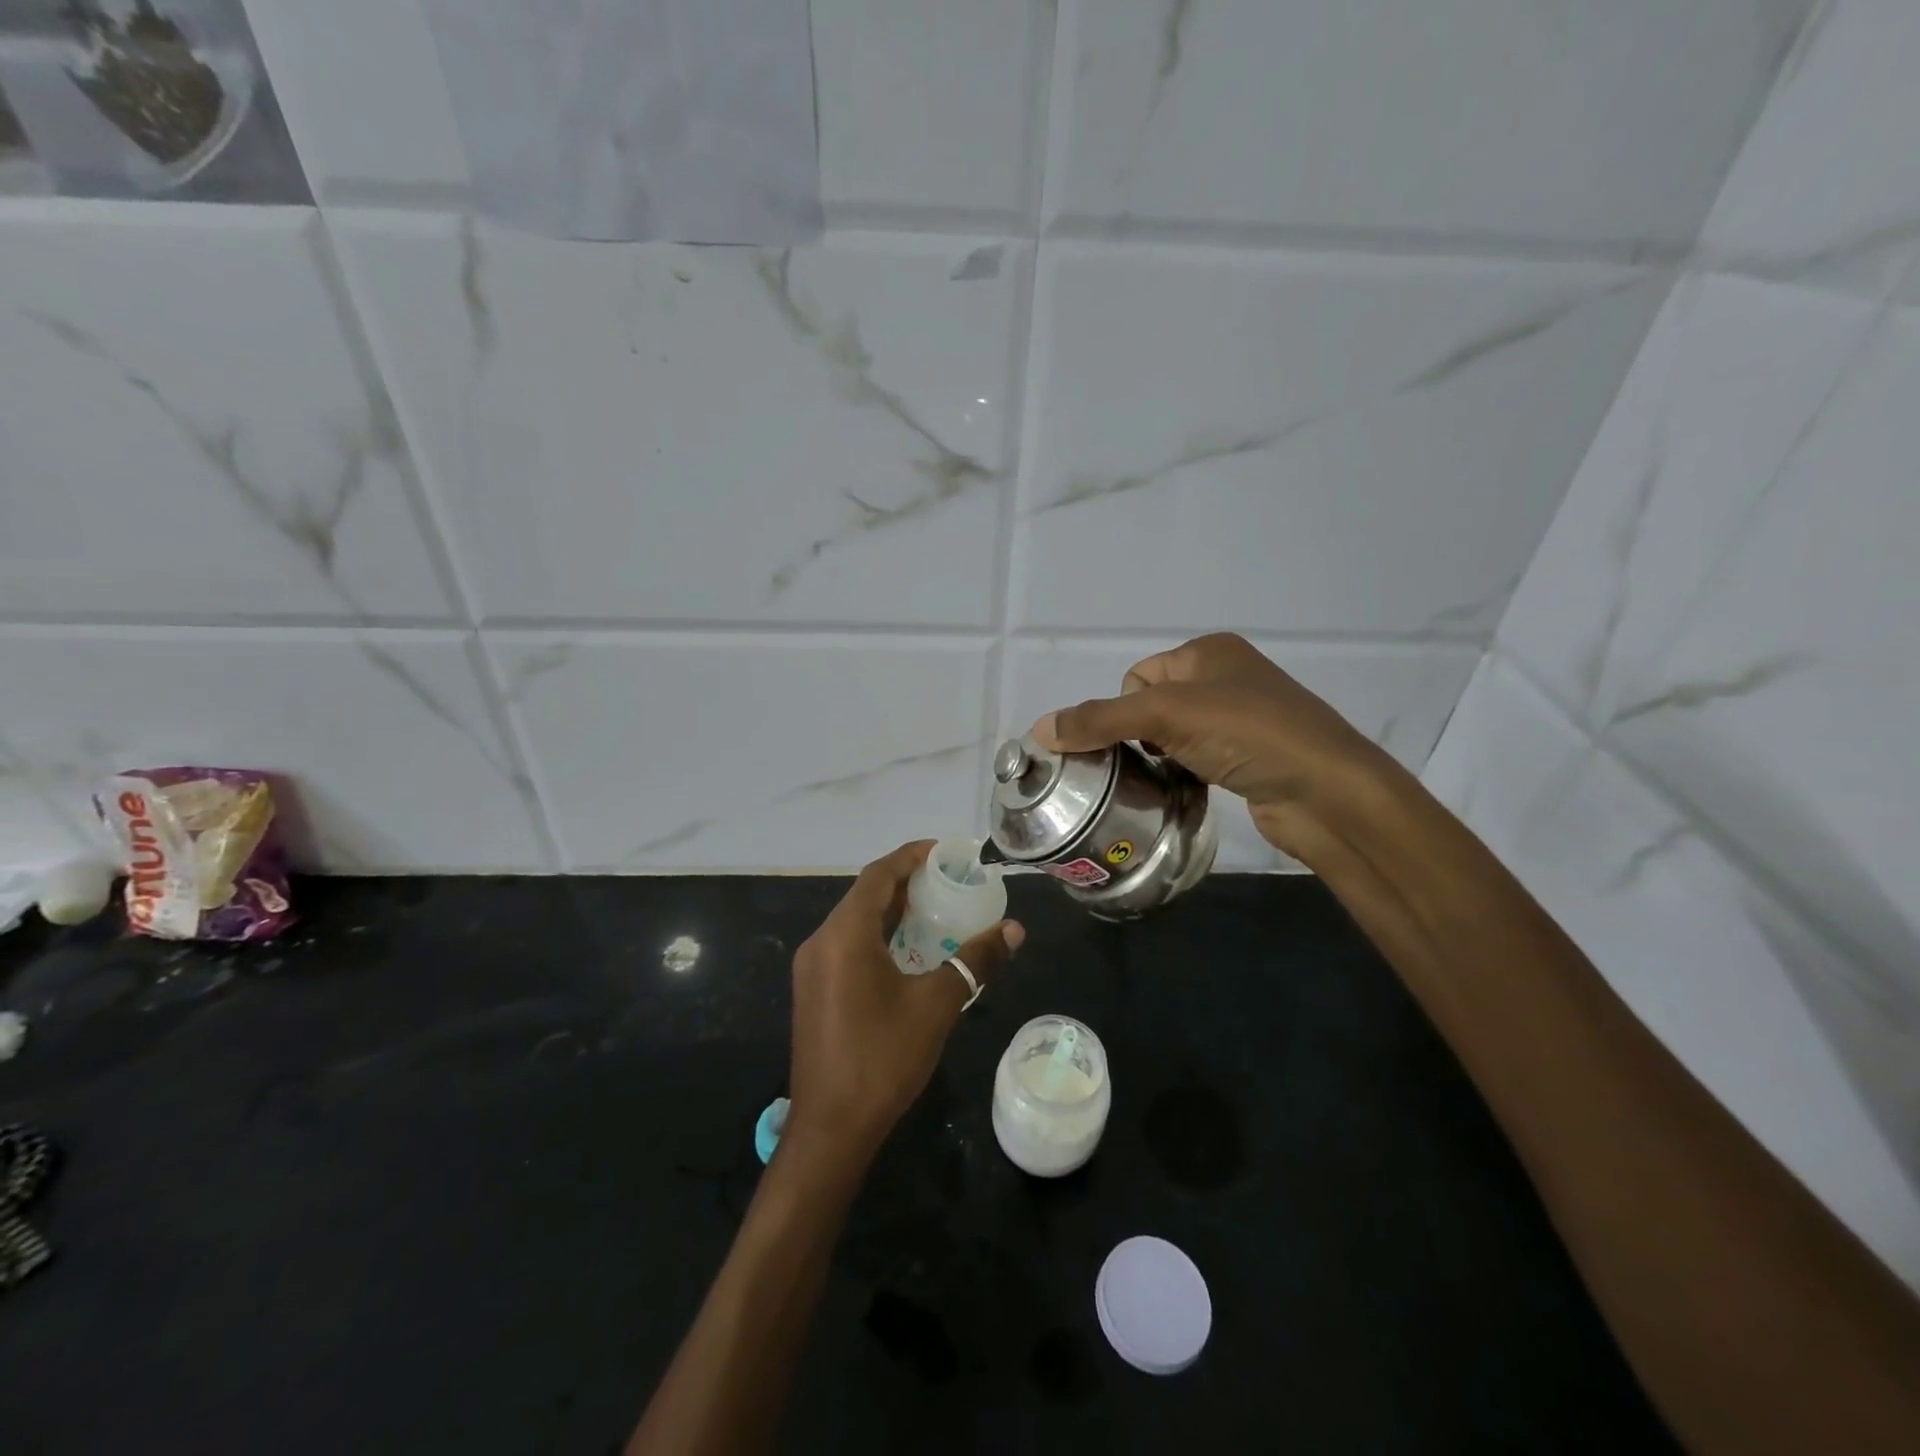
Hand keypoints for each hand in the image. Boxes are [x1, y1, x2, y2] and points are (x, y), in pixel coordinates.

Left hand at [783, 841, 1023, 1170]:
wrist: (830, 1129)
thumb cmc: (882, 1059)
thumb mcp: (936, 1005)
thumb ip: (974, 962)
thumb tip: (1014, 931)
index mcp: (844, 935)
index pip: (878, 876)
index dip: (910, 857)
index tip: (945, 852)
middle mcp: (821, 942)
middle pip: (865, 895)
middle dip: (906, 883)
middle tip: (949, 880)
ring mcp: (813, 968)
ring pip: (855, 921)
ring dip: (893, 911)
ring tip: (936, 909)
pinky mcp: (814, 990)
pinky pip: (848, 945)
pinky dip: (879, 935)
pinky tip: (909, 951)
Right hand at [1032, 633, 1385, 860]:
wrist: (1326, 791)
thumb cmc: (1247, 733)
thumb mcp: (1166, 715)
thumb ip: (1100, 720)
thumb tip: (1040, 729)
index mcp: (1209, 650)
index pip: (1138, 676)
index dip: (1128, 710)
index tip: (1145, 739)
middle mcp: (1226, 676)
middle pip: (1152, 706)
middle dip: (1143, 735)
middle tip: (1156, 760)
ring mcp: (1243, 717)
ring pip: (1174, 735)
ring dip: (1163, 756)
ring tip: (1174, 777)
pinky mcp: (1251, 756)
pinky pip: (1197, 757)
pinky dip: (1186, 772)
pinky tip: (1193, 788)